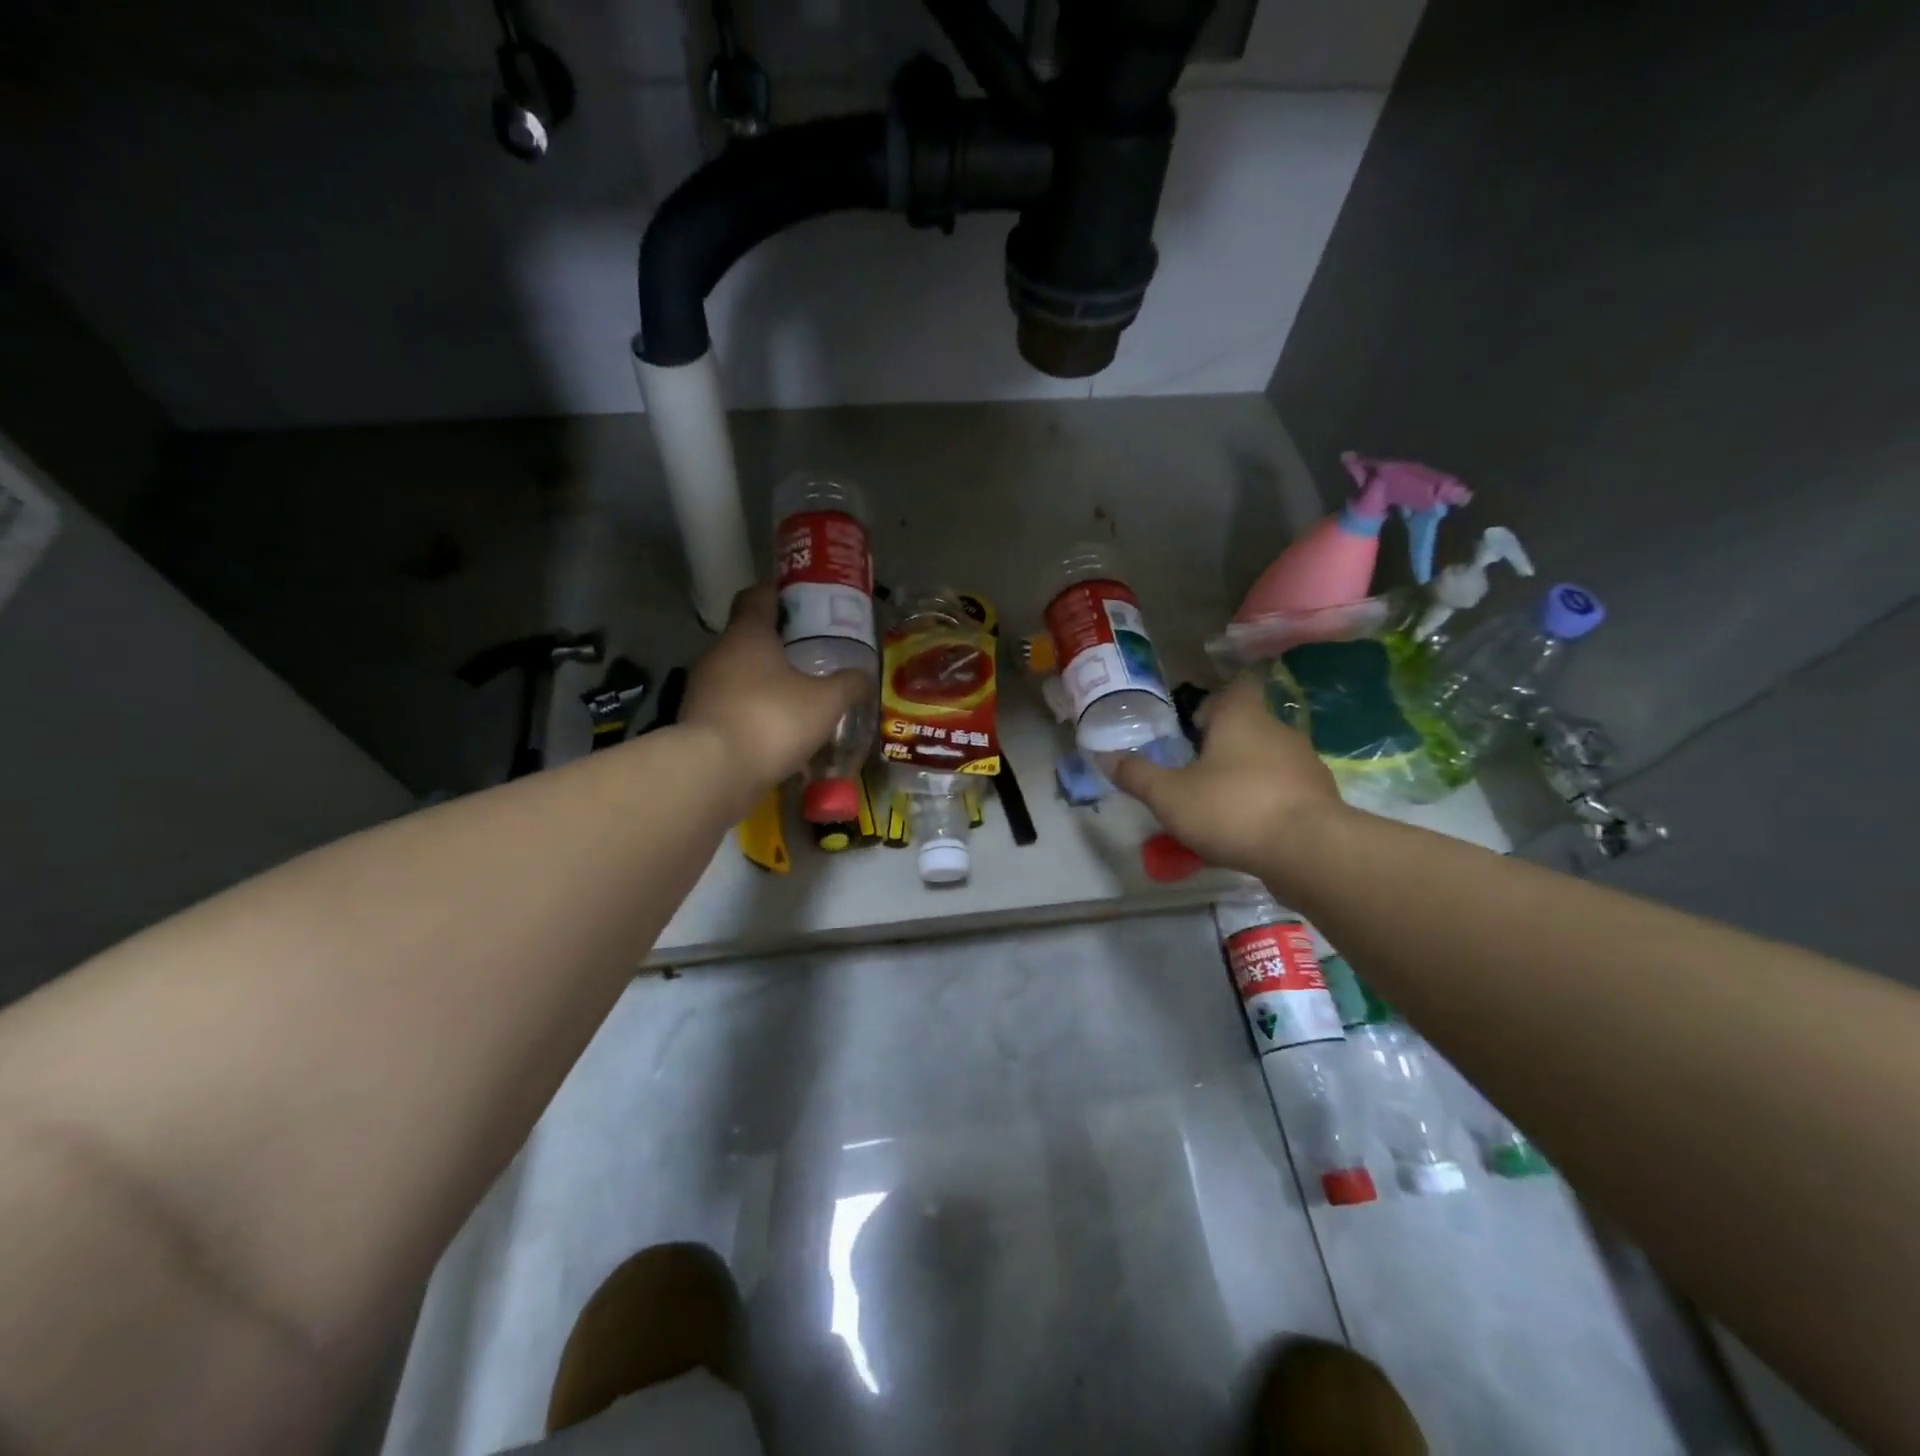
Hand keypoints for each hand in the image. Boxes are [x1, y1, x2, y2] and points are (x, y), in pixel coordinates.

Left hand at [680, 584, 870, 797]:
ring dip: (767, 682)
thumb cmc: (772, 720)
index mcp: (748, 634)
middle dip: (779, 643)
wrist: (714, 772)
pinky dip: (754, 713)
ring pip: (740, 674)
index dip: (779, 593)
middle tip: (812, 653)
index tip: (802, 599)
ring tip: (799, 696)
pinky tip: (779, 733)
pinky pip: (733, 707)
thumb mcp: (826, 702)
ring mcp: (703, 688)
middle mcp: (719, 653)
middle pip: (749, 637)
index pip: (758, 596)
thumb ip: (849, 685)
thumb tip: (866, 676)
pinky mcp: (699, 721)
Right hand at [1103, 674, 1347, 875]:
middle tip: (1194, 772)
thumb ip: (1137, 776)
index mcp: (1242, 718)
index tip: (1194, 726)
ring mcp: (1306, 765)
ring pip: (1268, 761)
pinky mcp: (1321, 799)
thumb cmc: (1232, 808)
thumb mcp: (1169, 795)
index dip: (1213, 703)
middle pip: (1249, 727)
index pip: (1234, 688)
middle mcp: (1279, 731)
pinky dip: (1267, 803)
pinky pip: (1286, 792)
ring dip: (1245, 777)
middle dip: (1223, 746)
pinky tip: (1248, 832)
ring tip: (1219, 807)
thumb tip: (1105, 757)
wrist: (1310, 852)